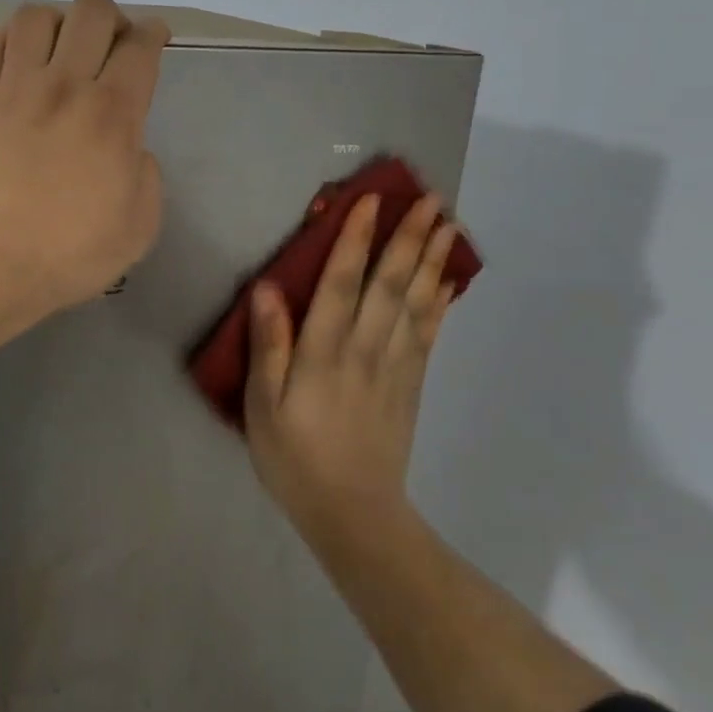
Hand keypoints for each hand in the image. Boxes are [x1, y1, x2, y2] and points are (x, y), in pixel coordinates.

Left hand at [0, 0, 170, 319]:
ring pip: (37, 15)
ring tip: (62, 51)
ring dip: (60, 23)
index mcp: (112, 114)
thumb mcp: (140, 226)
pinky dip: (11, 37)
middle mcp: (64, 86)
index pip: (140, 46)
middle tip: (112, 48)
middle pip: (92, 11)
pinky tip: (22, 59)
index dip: (154, 32)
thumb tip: (131, 147)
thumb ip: (147, 174)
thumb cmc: (70, 254)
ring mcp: (14, 88)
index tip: (155, 38)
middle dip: (113, 19)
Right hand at [244, 191, 464, 532]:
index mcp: (325, 351)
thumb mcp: (262, 405)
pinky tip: (449, 282)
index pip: (342, 282)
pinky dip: (441, 303)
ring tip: (449, 225)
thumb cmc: (295, 457)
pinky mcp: (411, 385)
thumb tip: (268, 288)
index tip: (370, 200)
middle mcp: (366, 348)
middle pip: (391, 283)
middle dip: (409, 237)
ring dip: (432, 260)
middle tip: (430, 198)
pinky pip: (429, 334)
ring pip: (417, 302)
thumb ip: (269, 344)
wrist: (353, 513)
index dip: (355, 239)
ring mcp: (395, 366)